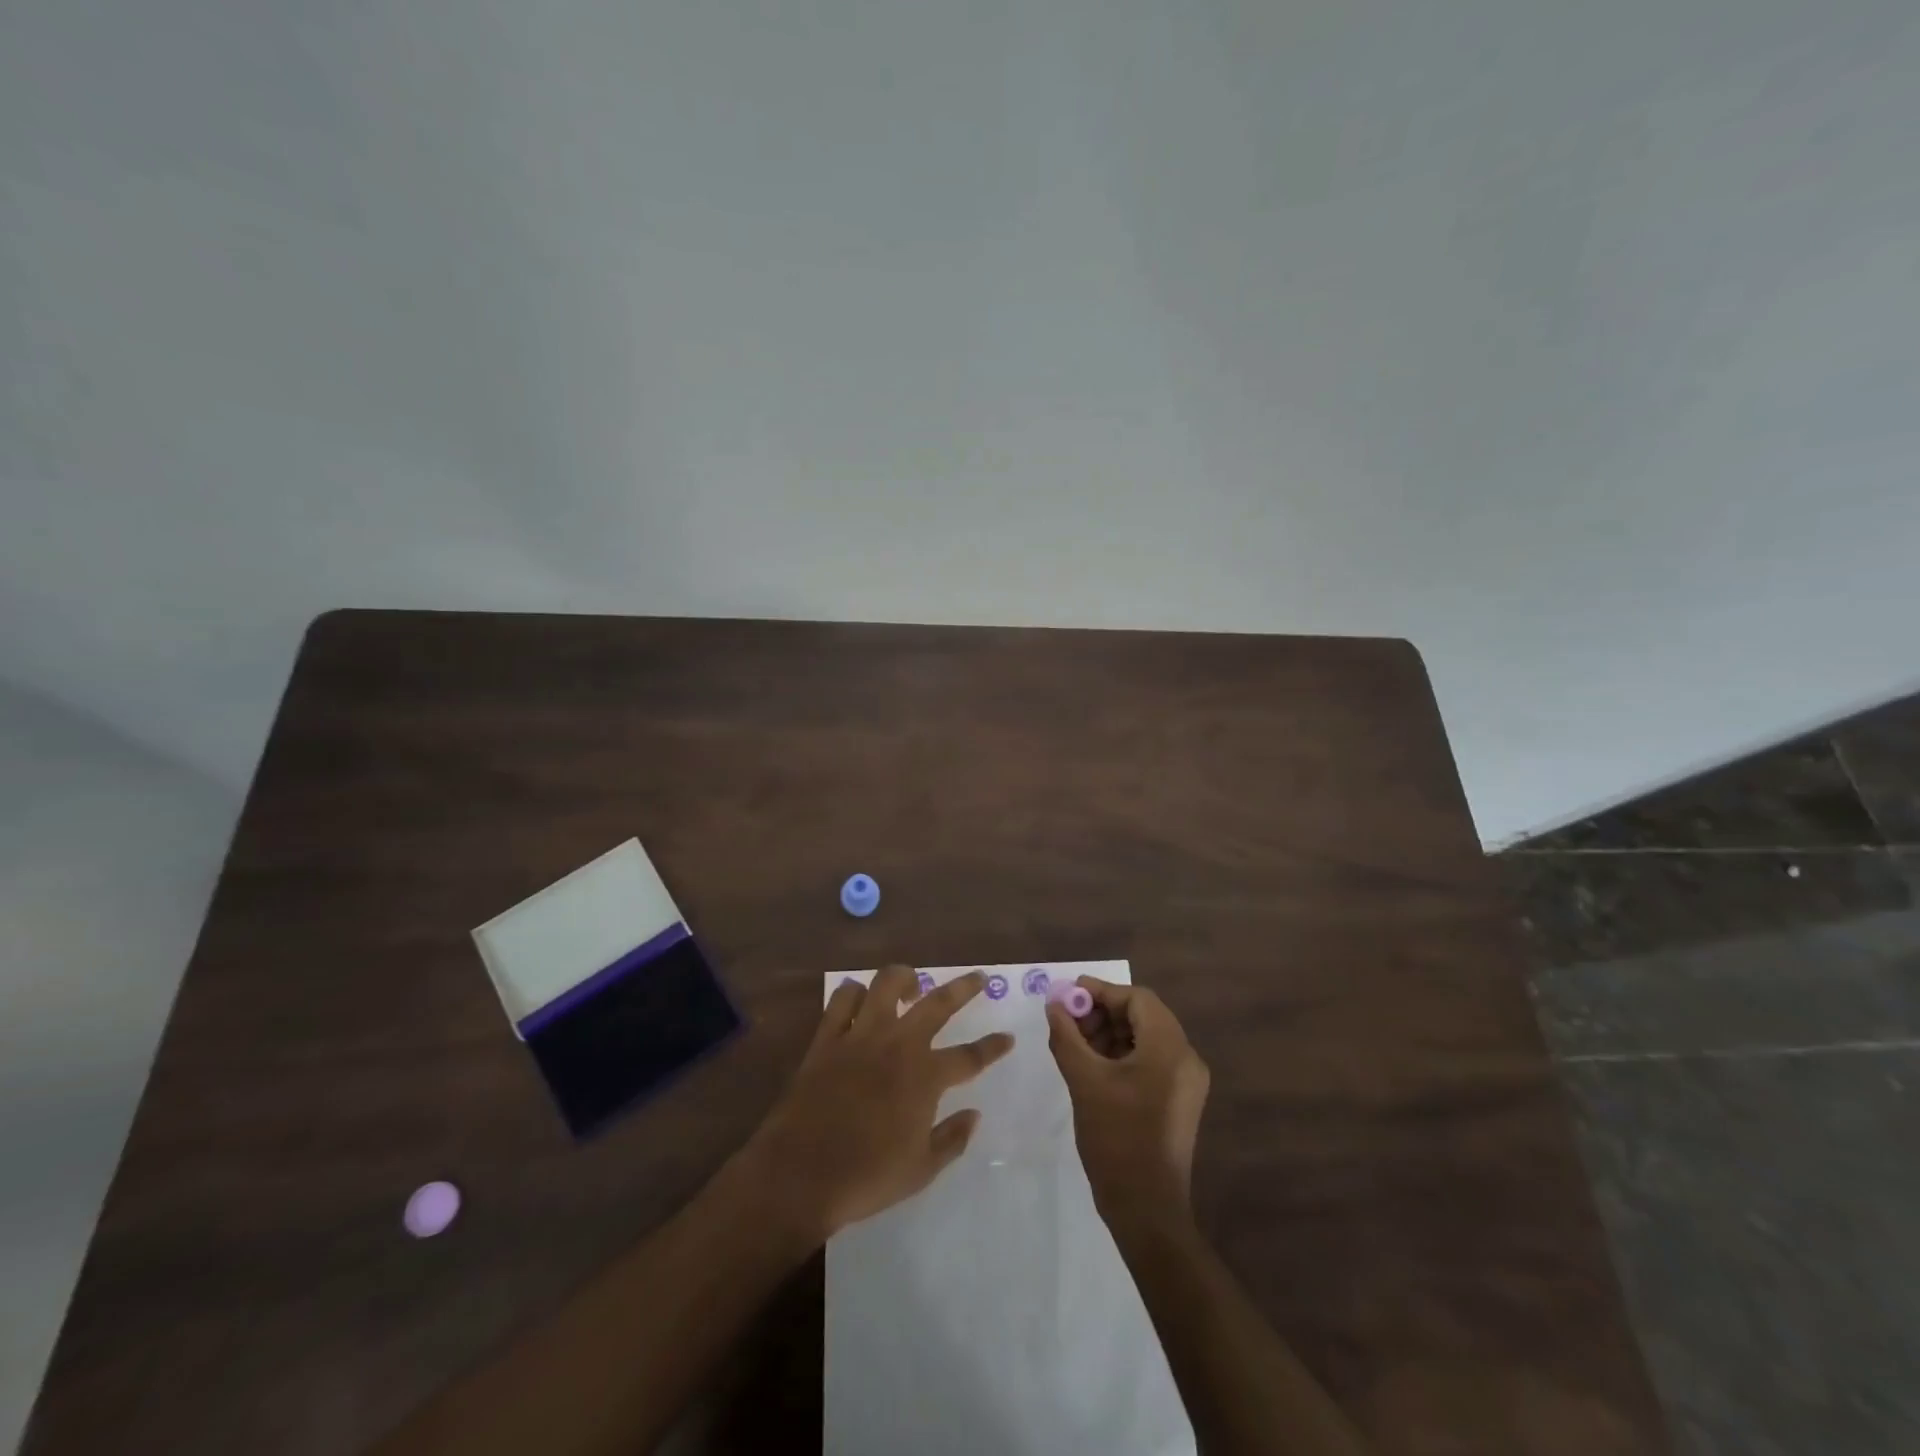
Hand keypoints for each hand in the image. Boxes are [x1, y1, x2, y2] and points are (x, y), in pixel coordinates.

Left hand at [745, 966, 1013, 1242]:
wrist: (800, 1174)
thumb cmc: (867, 1177)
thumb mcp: (921, 1170)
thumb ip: (952, 1139)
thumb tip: (974, 1114)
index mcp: (925, 1076)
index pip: (970, 1056)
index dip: (992, 1047)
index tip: (1008, 1038)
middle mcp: (897, 1044)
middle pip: (937, 1003)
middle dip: (964, 988)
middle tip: (979, 977)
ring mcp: (860, 1035)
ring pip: (886, 983)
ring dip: (904, 977)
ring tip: (912, 983)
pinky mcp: (827, 1037)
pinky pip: (842, 999)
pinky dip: (854, 993)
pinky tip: (861, 1000)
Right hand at [1047, 978, 1209, 1223]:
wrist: (1147, 1211)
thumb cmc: (1116, 1140)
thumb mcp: (1084, 1081)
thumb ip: (1067, 1036)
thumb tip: (1054, 1004)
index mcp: (1170, 1049)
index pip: (1137, 999)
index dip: (1101, 991)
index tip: (1067, 995)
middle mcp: (1186, 1059)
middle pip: (1143, 1015)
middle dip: (1102, 1012)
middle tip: (1067, 1020)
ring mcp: (1185, 1082)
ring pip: (1145, 1038)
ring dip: (1109, 1033)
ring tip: (1074, 1042)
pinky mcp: (1178, 1100)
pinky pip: (1150, 1061)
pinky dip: (1121, 1054)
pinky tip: (1092, 1064)